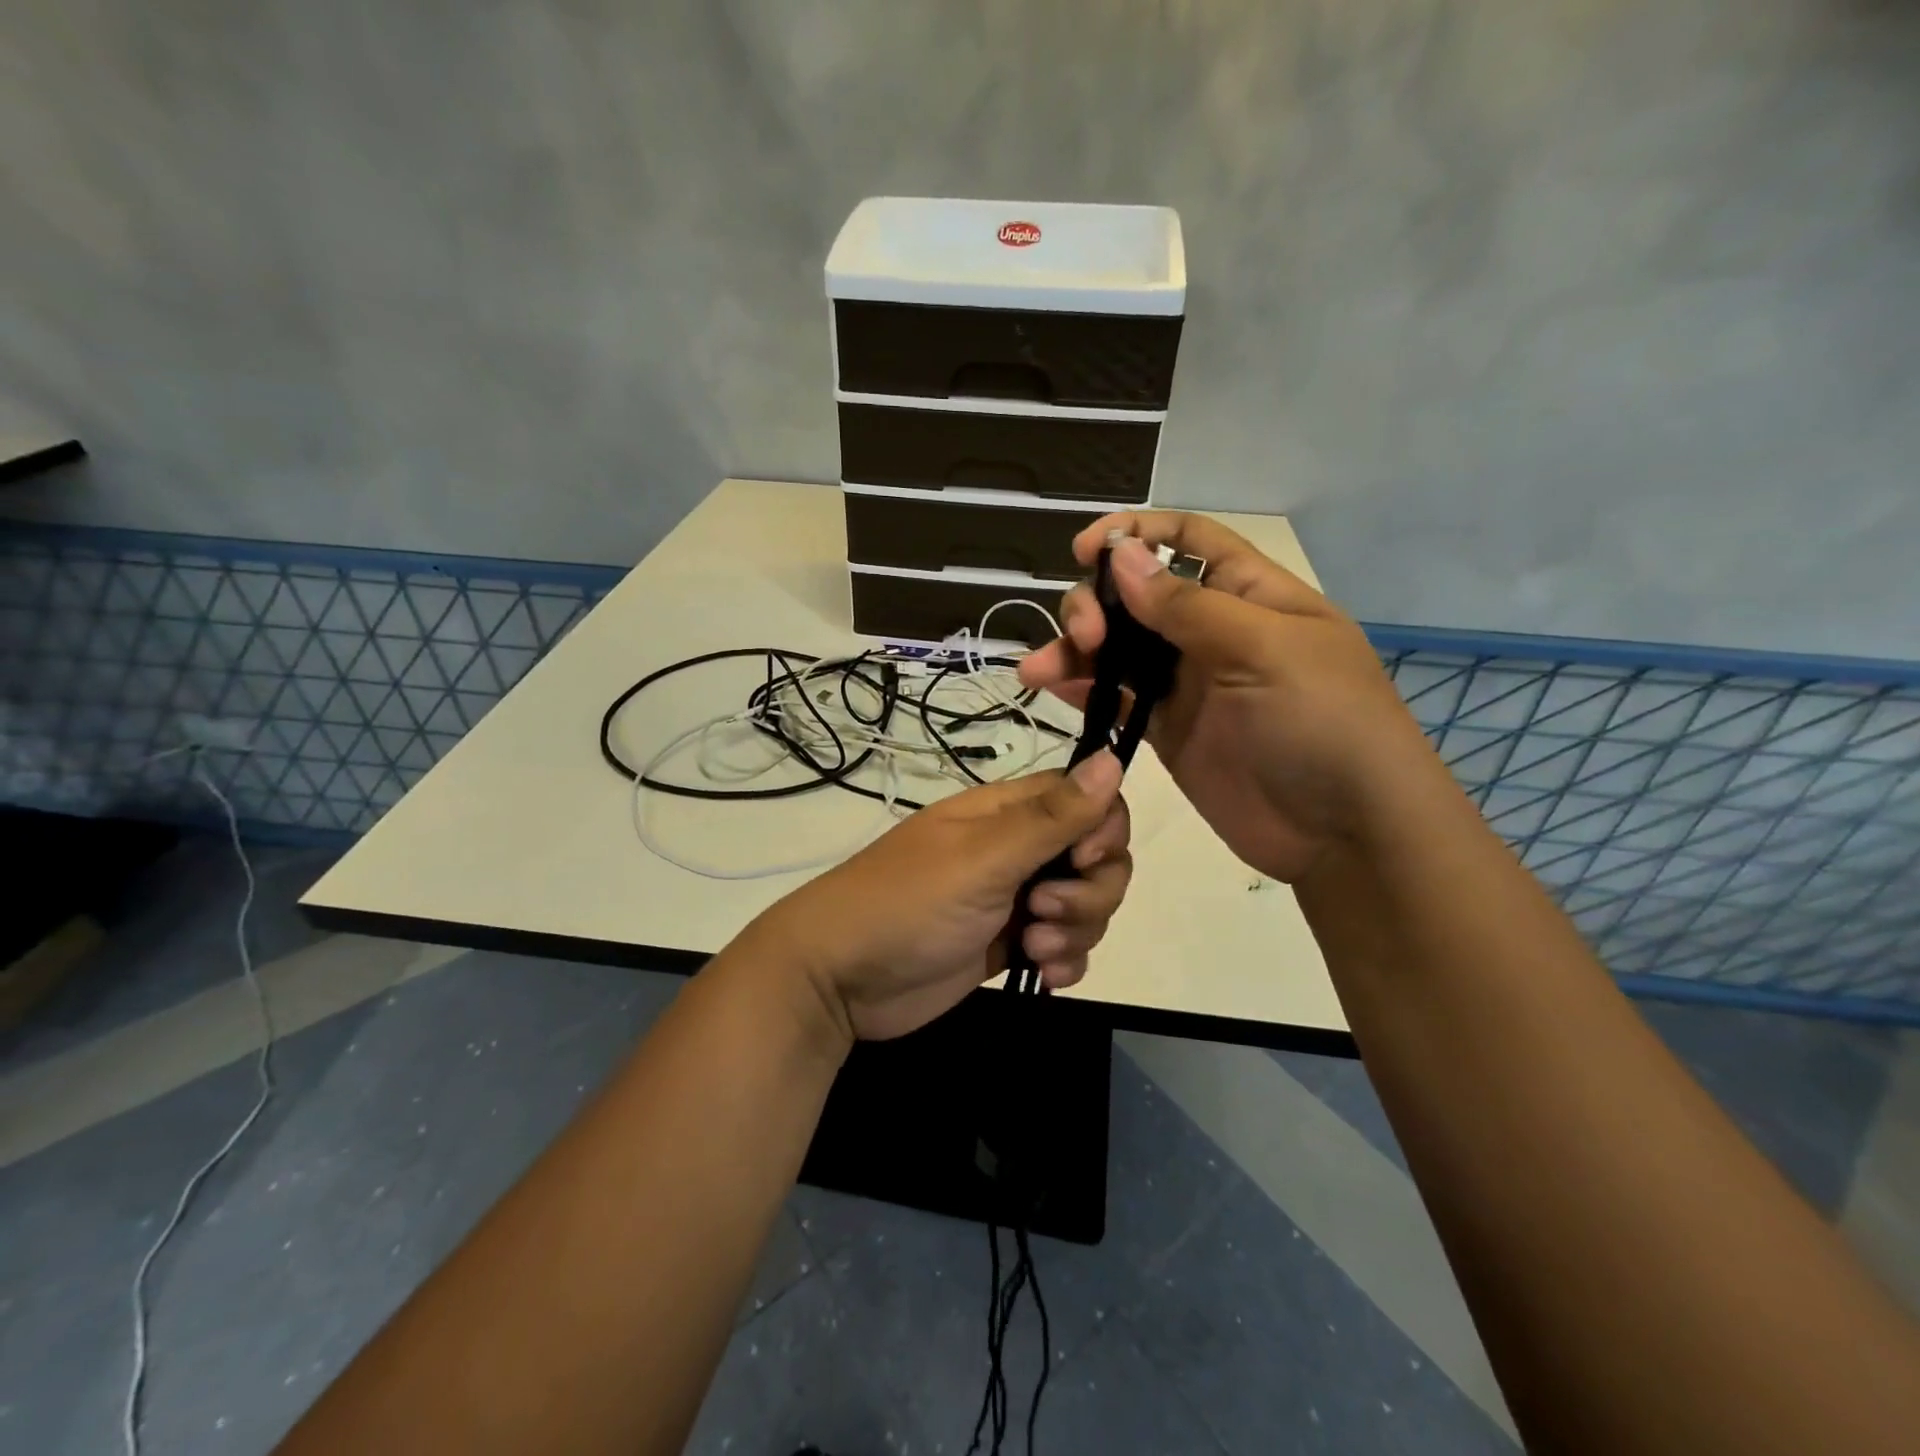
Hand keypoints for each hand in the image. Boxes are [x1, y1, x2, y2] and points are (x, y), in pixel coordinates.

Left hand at [751, 752, 1131, 1041]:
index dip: (1102, 829)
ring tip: (1033, 948)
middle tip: (1044, 909)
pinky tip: (1042, 976)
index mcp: (1008, 813)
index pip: (1086, 799)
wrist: (840, 980)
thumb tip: (1114, 758)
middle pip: (1097, 856)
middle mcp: (1017, 850)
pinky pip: (1065, 946)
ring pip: (1085, 904)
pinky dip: (1065, 961)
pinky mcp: (1009, 944)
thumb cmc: (908, 904)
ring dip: (1076, 930)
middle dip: (1091, 890)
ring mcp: (1014, 899)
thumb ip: (1051, 816)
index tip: (1084, 860)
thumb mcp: (983, 858)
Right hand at [1018, 511, 1437, 882]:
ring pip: (1117, 648)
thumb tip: (1120, 555)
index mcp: (1248, 595)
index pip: (1187, 540)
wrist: (1343, 833)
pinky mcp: (1165, 728)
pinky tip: (1052, 689)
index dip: (1136, 533)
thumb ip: (1187, 607)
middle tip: (1084, 637)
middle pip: (1136, 596)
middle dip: (1097, 604)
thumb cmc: (1323, 723)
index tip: (1085, 549)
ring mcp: (1186, 682)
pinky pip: (1115, 697)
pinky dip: (1082, 690)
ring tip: (1038, 670)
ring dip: (1073, 649)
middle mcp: (1212, 631)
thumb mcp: (1264, 650)